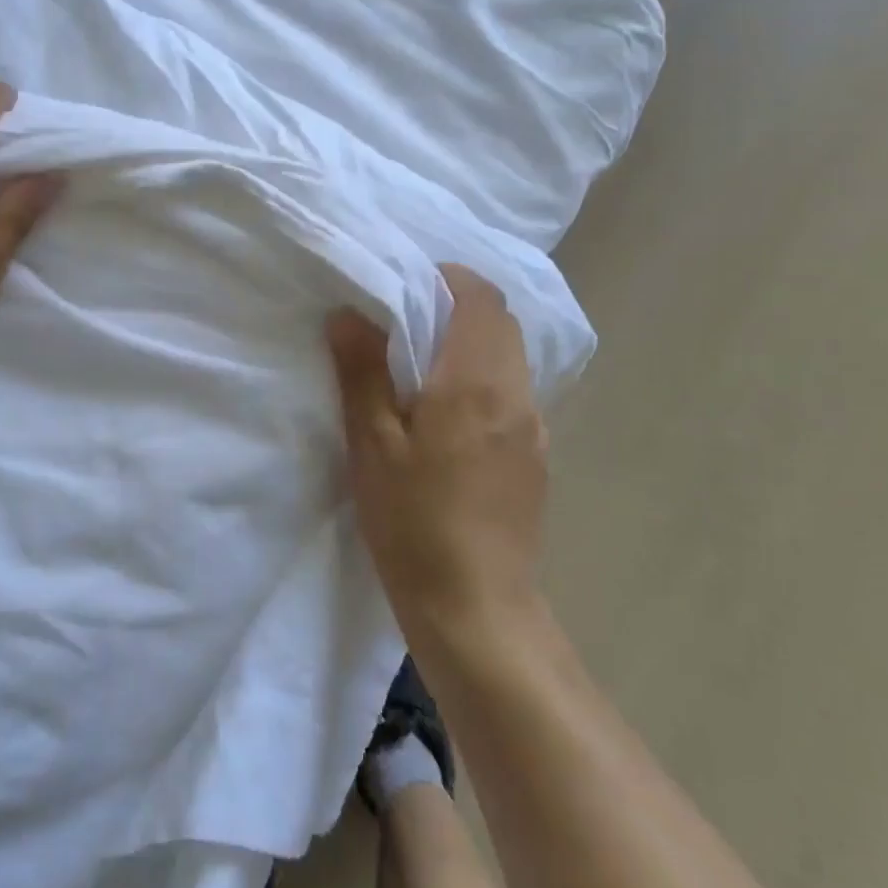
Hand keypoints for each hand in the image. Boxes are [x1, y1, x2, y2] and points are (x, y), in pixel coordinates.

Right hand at [327, 264, 550, 633]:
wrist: (476, 608)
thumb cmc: (413, 523)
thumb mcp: (372, 445)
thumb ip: (363, 373)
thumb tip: (350, 313)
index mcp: (475, 383)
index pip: (481, 298)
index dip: (448, 279)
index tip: (407, 287)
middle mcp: (516, 395)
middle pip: (501, 323)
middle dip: (459, 307)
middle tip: (407, 322)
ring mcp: (534, 428)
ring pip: (510, 358)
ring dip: (473, 344)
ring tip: (424, 366)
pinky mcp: (536, 458)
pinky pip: (513, 393)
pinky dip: (484, 379)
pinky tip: (450, 416)